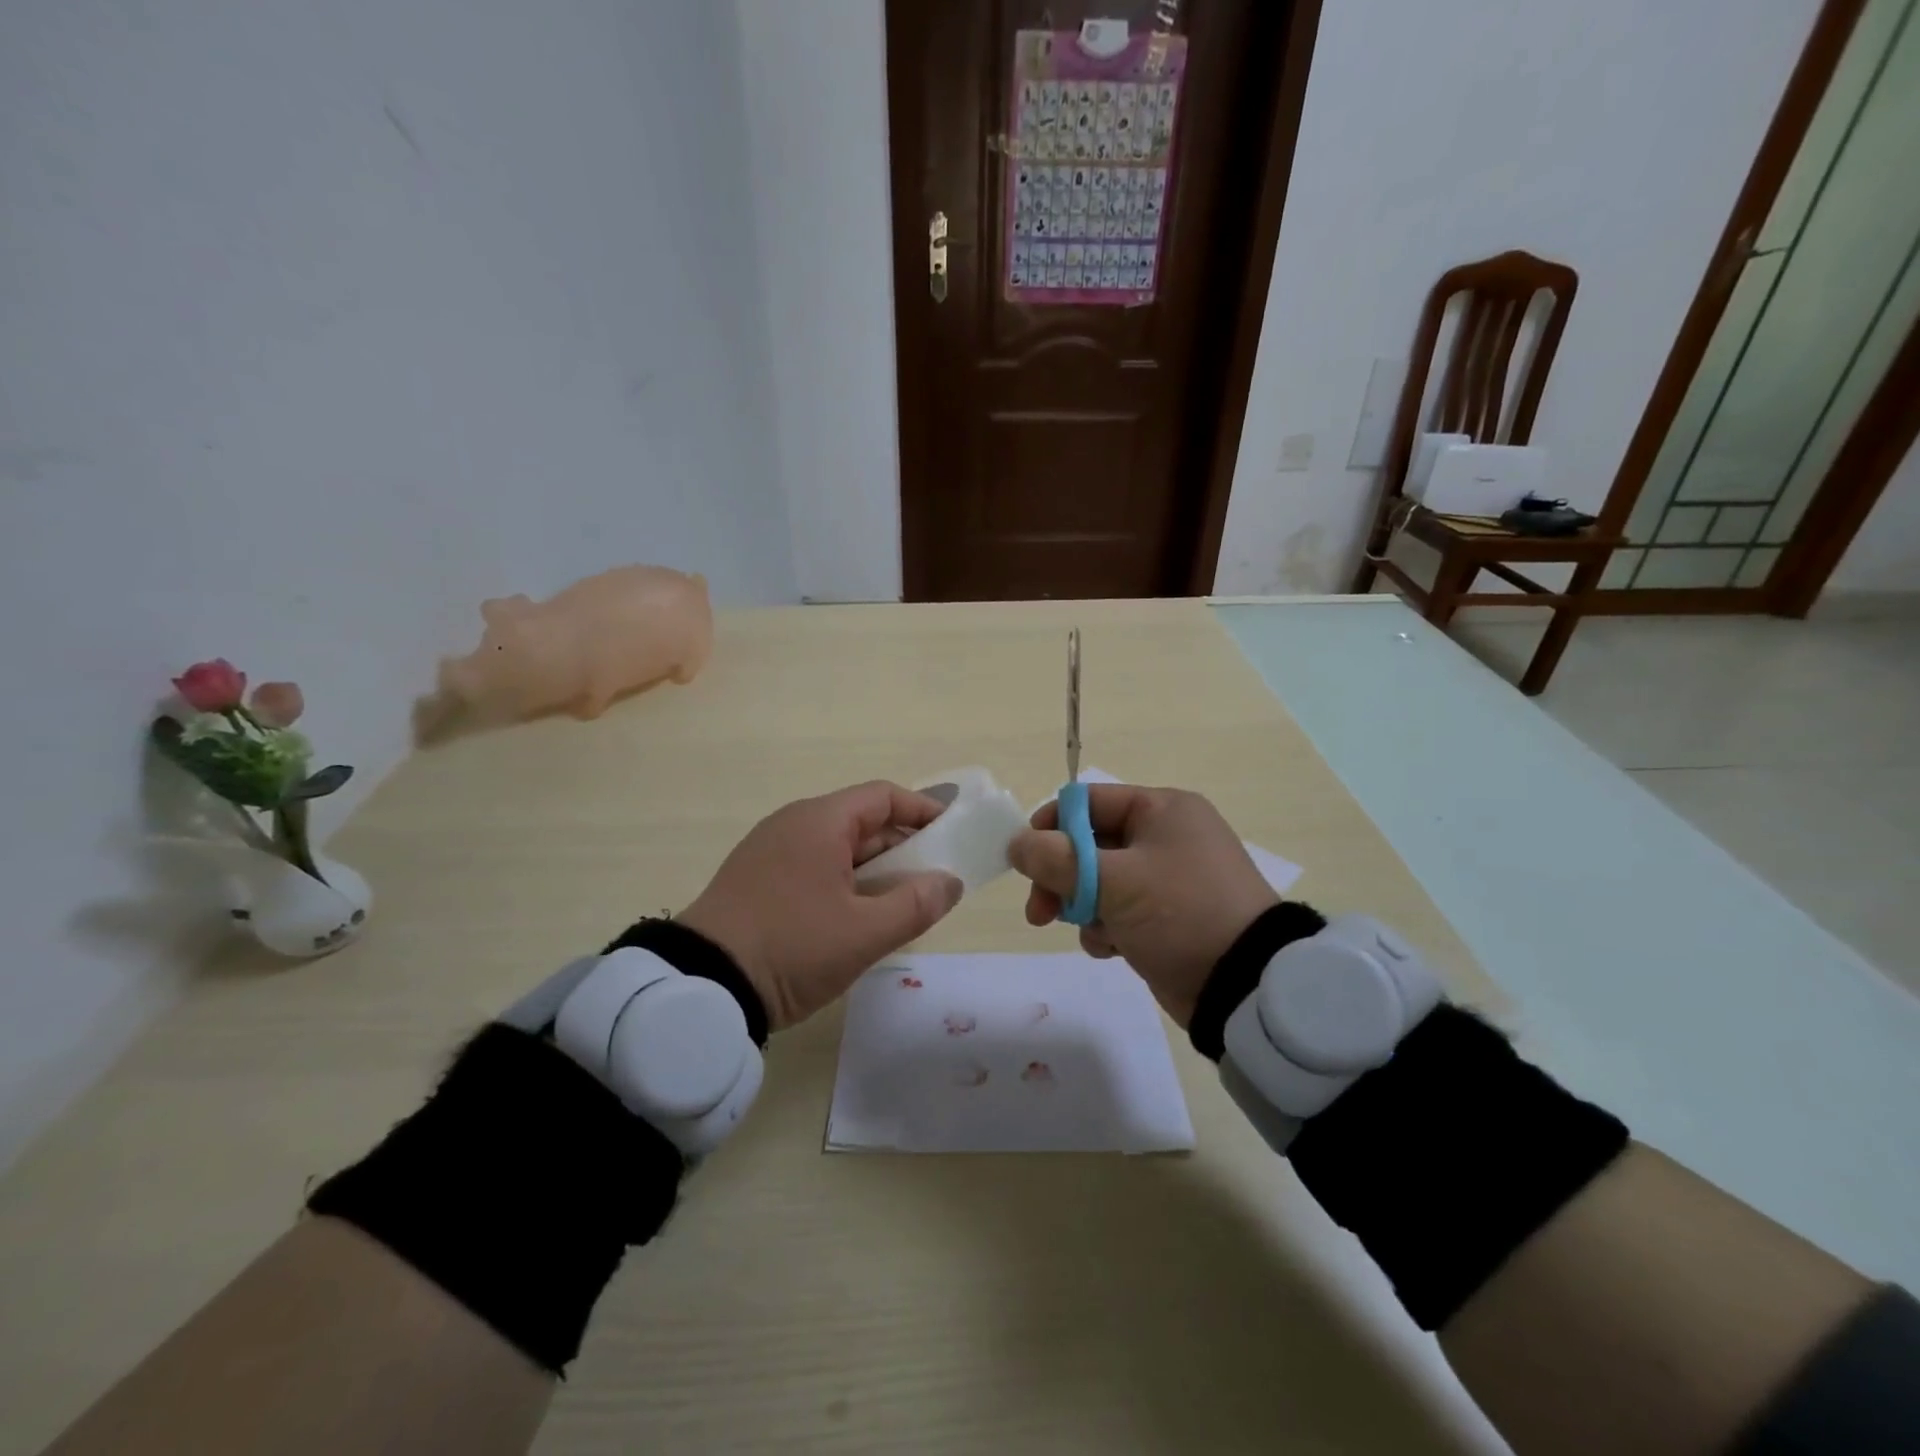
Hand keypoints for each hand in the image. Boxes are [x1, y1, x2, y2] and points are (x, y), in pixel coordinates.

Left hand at [677, 781, 964, 1029]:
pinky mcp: (755, 879)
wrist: (702, 987)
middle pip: (861, 821)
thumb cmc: (792, 948)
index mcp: (820, 821)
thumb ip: (916, 904)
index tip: (952, 836)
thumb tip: (949, 882)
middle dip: (902, 848)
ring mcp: (769, 851)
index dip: (923, 811)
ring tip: (899, 905)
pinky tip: (854, 918)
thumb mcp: (864, 933)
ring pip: (837, 847)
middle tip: (931, 882)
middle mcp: (793, 824)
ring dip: (873, 870)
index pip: (883, 796)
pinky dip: (843, 882)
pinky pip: (813, 866)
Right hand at [1009, 784, 1277, 1026]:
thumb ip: (1056, 859)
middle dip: (1061, 879)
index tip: (1026, 861)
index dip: (1050, 827)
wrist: (1245, 985)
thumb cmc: (1179, 913)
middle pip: (1089, 844)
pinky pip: (1120, 910)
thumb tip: (1016, 843)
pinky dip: (1108, 928)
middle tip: (1039, 912)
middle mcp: (1166, 836)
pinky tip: (1113, 949)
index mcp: (1161, 810)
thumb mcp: (1112, 881)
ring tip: (1095, 935)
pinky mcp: (1169, 915)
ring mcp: (1169, 878)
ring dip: (1084, 908)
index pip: (1087, 802)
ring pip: (1100, 881)